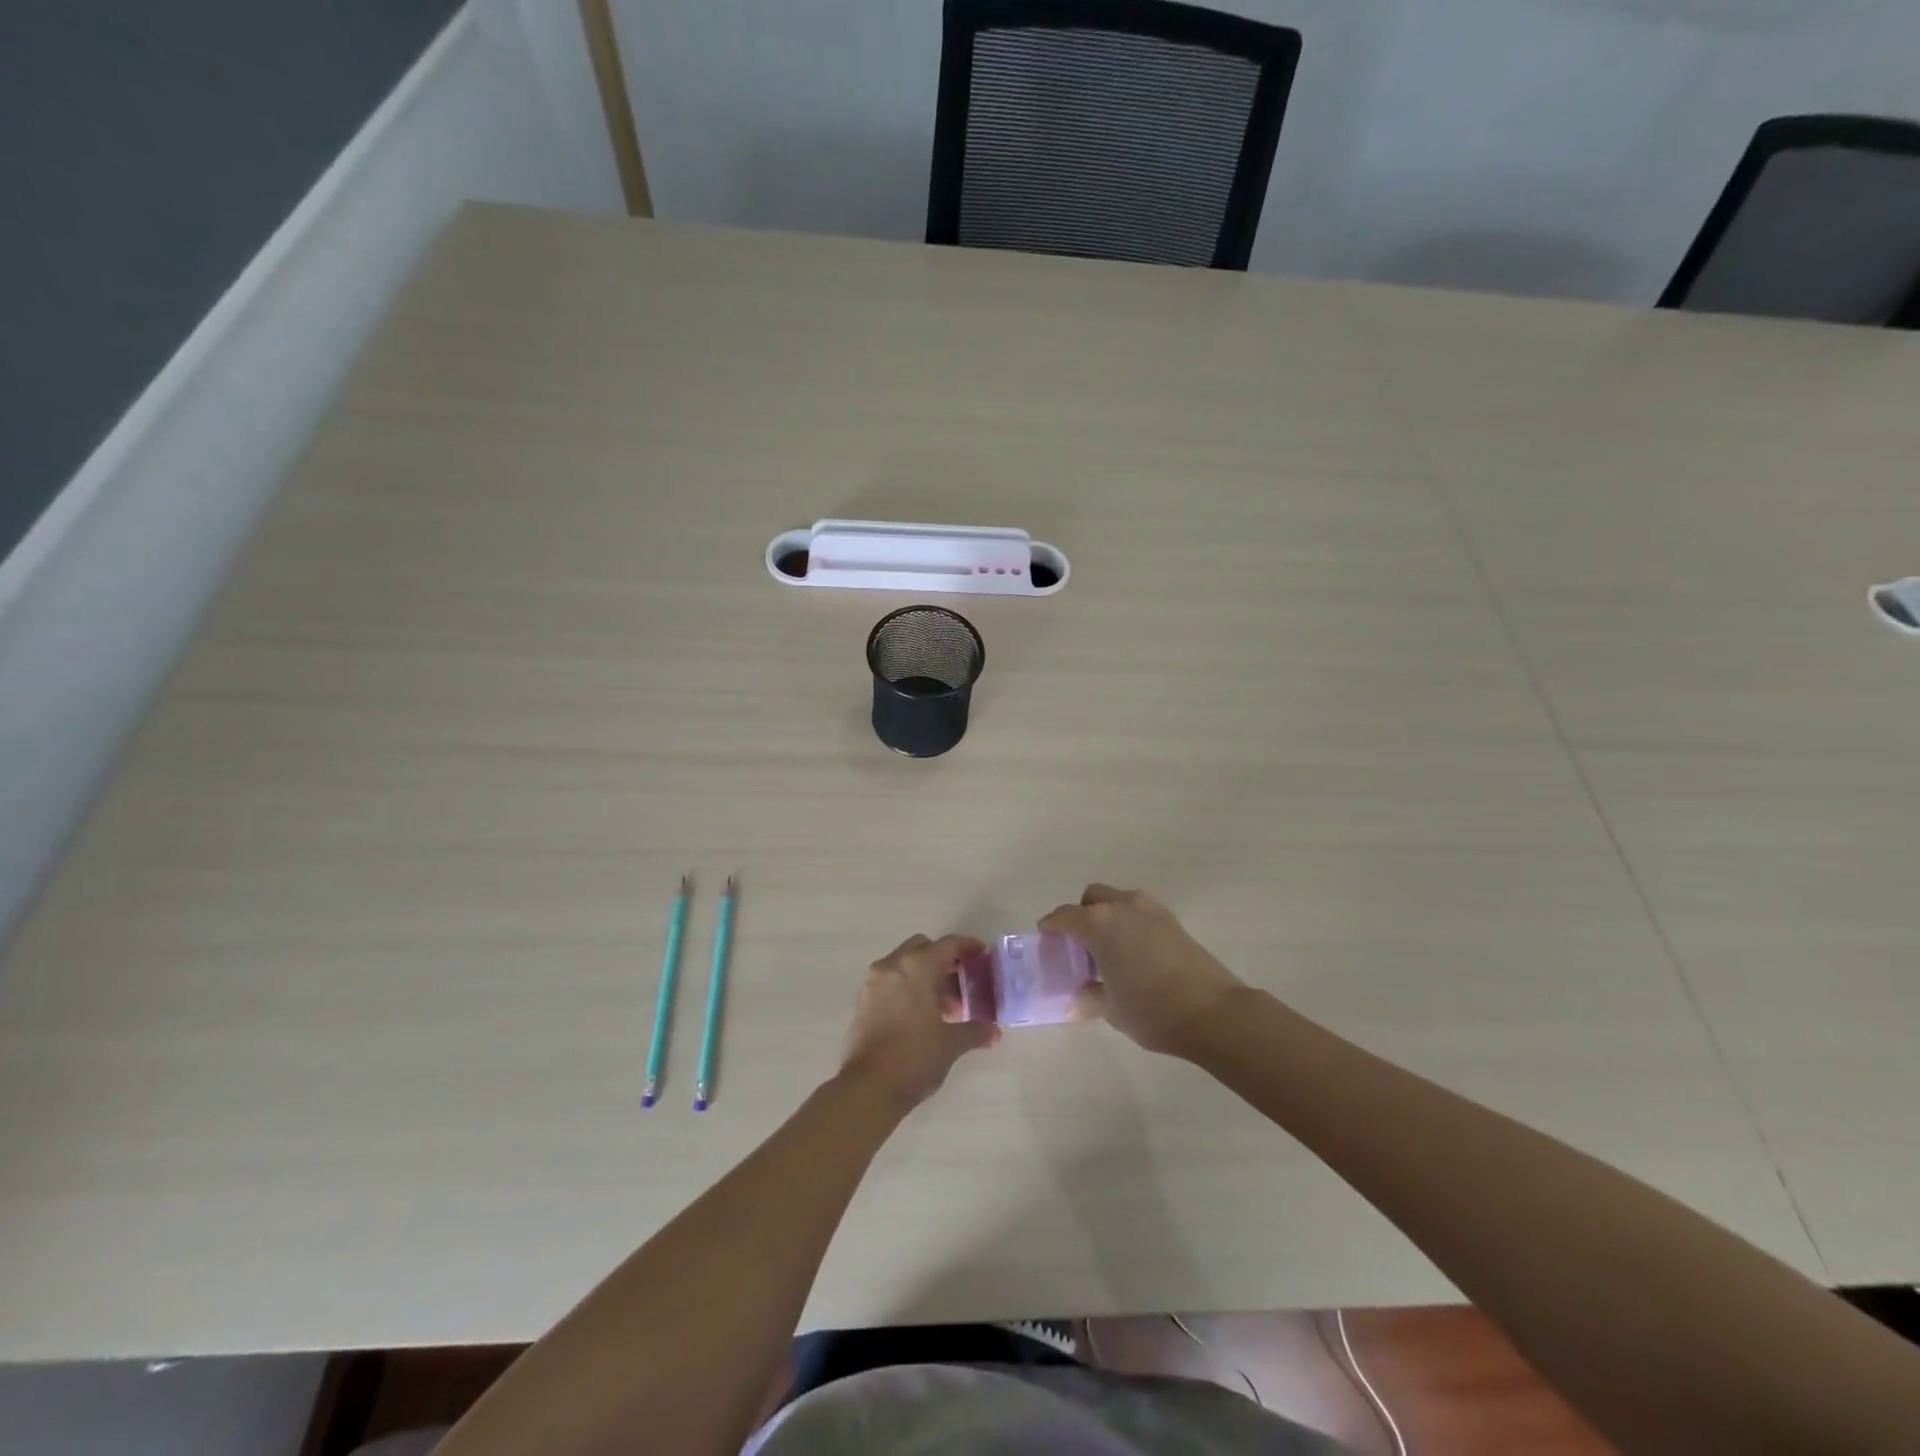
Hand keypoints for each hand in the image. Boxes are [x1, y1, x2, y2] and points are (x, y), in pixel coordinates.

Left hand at [840, 934, 998, 1109]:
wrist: (868, 1088)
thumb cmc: (915, 1057)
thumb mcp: (951, 1044)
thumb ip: (974, 1031)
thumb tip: (993, 1032)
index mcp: (917, 967)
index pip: (948, 945)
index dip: (967, 946)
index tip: (981, 954)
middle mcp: (892, 965)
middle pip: (922, 948)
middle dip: (943, 960)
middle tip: (961, 982)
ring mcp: (873, 982)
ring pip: (904, 964)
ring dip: (924, 976)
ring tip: (944, 1007)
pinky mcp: (862, 1001)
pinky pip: (890, 981)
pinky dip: (907, 988)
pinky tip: (921, 1016)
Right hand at [1040, 885, 1246, 1057]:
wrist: (1214, 1012)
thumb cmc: (1152, 1010)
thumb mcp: (1111, 1009)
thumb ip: (1088, 998)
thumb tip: (1073, 1002)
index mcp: (1099, 924)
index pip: (1064, 916)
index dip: (1051, 926)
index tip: (1046, 938)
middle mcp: (1123, 907)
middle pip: (1092, 898)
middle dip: (1081, 914)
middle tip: (1080, 945)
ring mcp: (1151, 910)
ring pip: (1119, 901)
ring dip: (1108, 916)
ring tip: (1109, 950)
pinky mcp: (1173, 921)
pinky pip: (1140, 912)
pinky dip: (1130, 924)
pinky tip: (1135, 953)